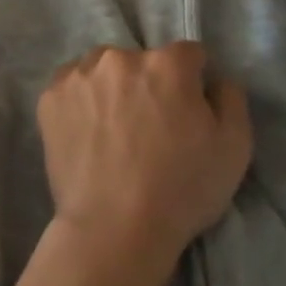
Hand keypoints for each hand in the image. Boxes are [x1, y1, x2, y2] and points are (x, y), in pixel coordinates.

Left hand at [35, 43, 251, 285]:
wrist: (114, 229)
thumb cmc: (181, 191)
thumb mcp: (235, 148)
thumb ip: (230, 98)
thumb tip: (214, 80)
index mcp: (168, 63)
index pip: (188, 56)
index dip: (192, 84)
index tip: (187, 113)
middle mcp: (121, 57)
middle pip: (143, 60)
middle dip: (150, 84)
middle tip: (149, 127)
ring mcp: (80, 75)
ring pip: (104, 69)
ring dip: (112, 87)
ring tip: (114, 131)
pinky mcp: (50, 97)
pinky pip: (72, 86)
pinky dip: (81, 101)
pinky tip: (87, 133)